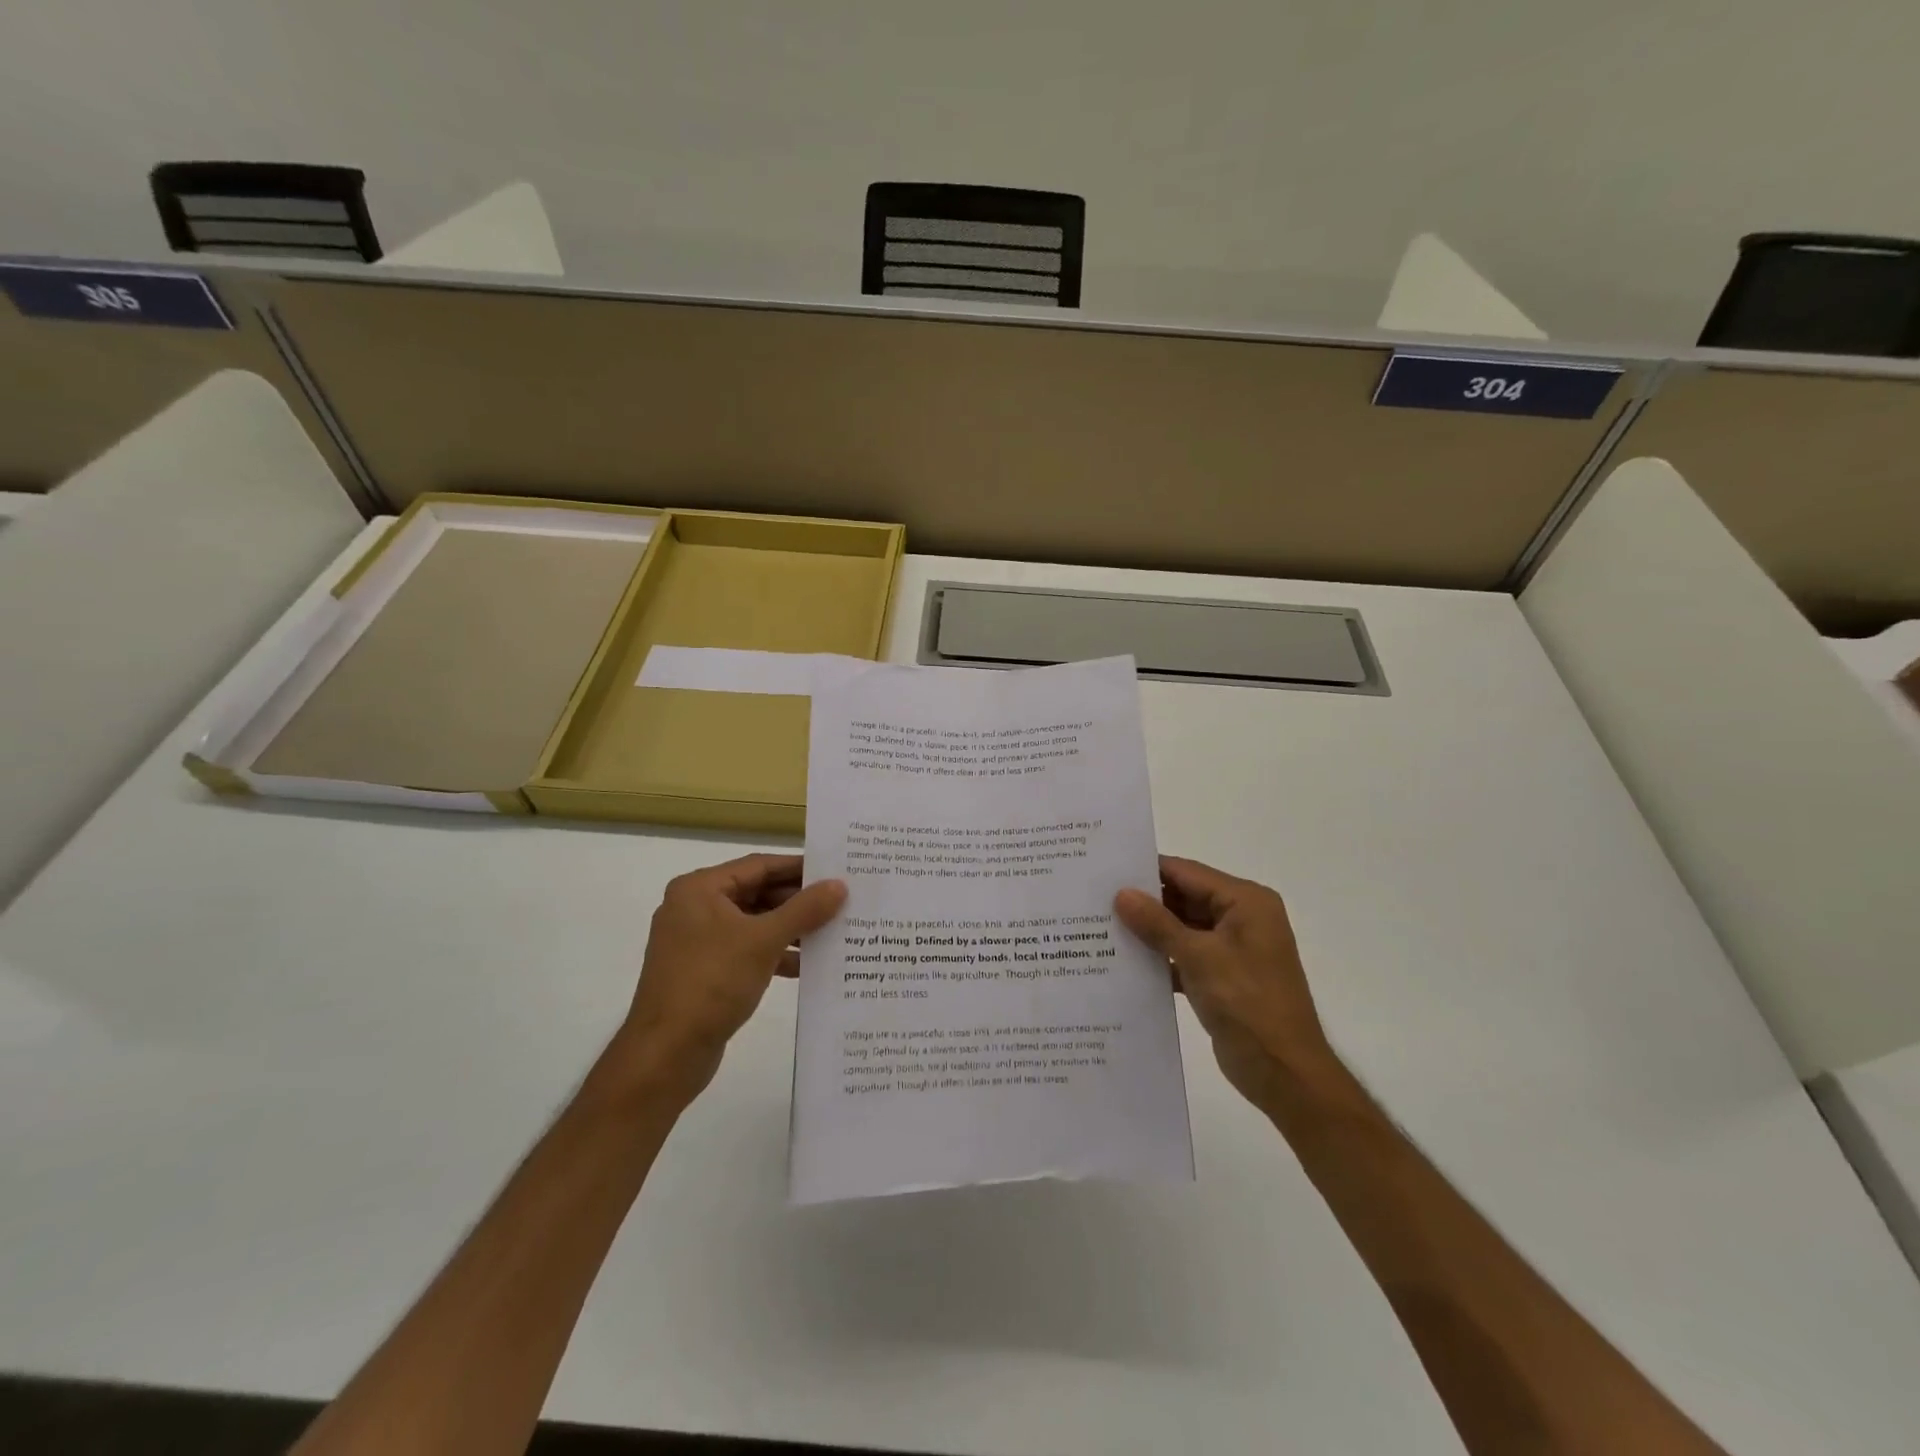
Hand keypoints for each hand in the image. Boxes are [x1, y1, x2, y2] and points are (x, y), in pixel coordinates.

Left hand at [611, 853, 845, 1098]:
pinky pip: (746, 951)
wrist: (665, 1054)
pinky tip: (807, 964)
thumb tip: (839, 885)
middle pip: (757, 893)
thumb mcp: (764, 941)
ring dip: (790, 929)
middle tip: (841, 901)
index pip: (758, 865)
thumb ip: (804, 909)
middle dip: (798, 901)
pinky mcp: (704, 972)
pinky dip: (774, 954)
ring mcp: (697, 942)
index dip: (798, 867)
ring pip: (754, 924)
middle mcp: (695, 908)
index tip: (835, 870)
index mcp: (699, 889)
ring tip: (832, 931)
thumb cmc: (712, 982)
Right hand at [1115, 856, 1333, 1104]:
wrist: (1284, 1073)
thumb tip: (1122, 893)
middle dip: (1144, 902)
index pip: (1187, 873)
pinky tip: (1123, 962)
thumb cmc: (1248, 1003)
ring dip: (1149, 931)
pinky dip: (1160, 957)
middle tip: (1095, 899)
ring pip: (1182, 928)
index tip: (1105, 871)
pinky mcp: (1222, 977)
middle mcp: (1242, 918)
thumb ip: (1157, 923)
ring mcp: (1233, 949)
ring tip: (1100, 926)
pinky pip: (1185, 955)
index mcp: (1245, 902)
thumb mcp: (1199, 957)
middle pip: (1184, 898)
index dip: (1147, 871)